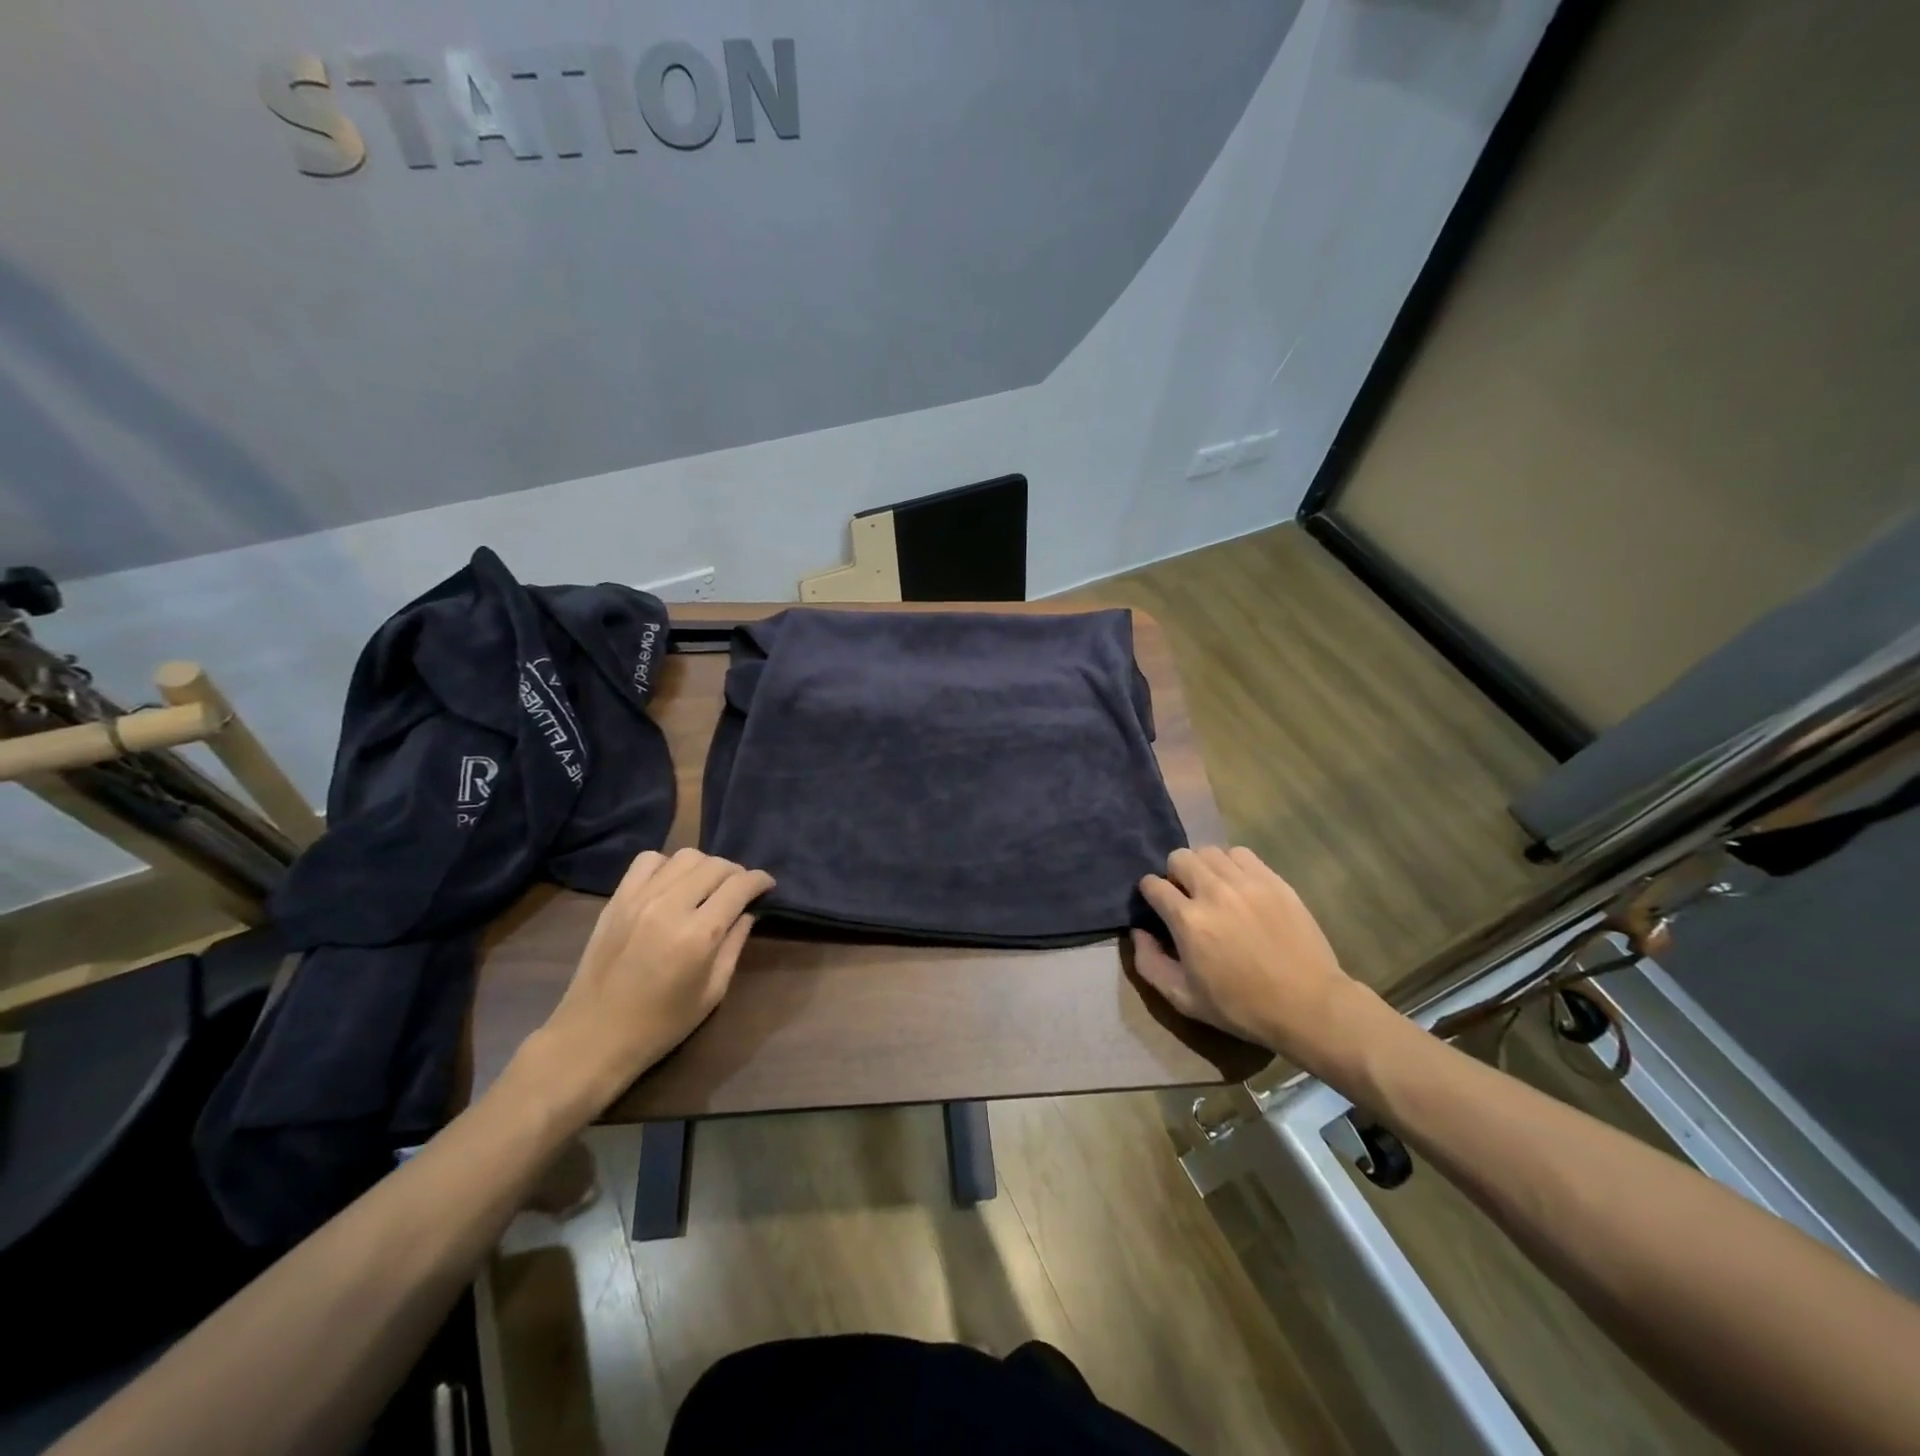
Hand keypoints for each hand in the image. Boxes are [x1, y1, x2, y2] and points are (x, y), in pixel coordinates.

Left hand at [527, 849, 773, 1115]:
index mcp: (699, 934)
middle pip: (715, 865)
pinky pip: (648, 861)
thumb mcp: (713, 992)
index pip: (739, 886)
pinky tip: (672, 884)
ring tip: (707, 885)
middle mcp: (671, 906)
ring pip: (685, 856)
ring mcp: (639, 899)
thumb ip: (734, 945)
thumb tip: (747, 913)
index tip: (767, 885)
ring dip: (705, 866)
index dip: (760, 880)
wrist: (594, 1036)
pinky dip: (668, 865)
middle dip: (736, 873)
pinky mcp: (617, 899)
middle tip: (740, 890)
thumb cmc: (661, 1024)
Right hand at [1133, 846, 1379, 1081]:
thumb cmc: (1241, 1007)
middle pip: (1179, 857)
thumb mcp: (1184, 999)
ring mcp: (1247, 883)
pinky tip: (1238, 886)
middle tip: (1186, 896)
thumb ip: (1149, 963)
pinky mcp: (1274, 880)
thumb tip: (1138, 932)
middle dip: (1174, 874)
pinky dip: (1232, 864)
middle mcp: (1213, 892)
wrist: (1308, 1005)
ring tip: (1212, 888)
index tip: (1157, 905)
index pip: (1153, 884)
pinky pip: (1241, 854)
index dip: (1150, 893)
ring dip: (1203, 867)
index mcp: (1188, 921)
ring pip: (1209, 851)